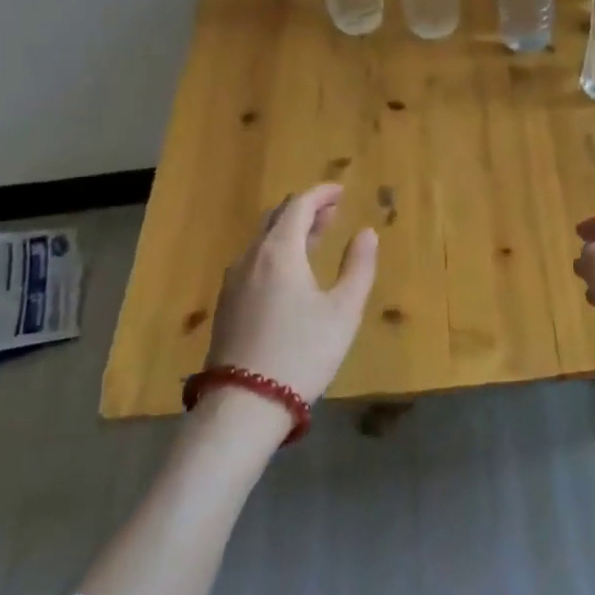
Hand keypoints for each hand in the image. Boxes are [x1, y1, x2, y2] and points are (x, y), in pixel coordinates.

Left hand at [205, 184, 377, 412]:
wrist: (244, 405)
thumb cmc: (302, 352)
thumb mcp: (343, 311)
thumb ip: (358, 267)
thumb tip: (367, 233)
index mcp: (279, 252)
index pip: (298, 206)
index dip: (321, 194)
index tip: (341, 190)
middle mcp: (251, 258)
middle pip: (276, 218)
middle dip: (305, 209)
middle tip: (332, 211)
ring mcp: (234, 282)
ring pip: (263, 241)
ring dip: (290, 231)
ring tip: (315, 238)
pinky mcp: (227, 305)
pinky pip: (253, 261)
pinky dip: (276, 252)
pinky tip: (290, 272)